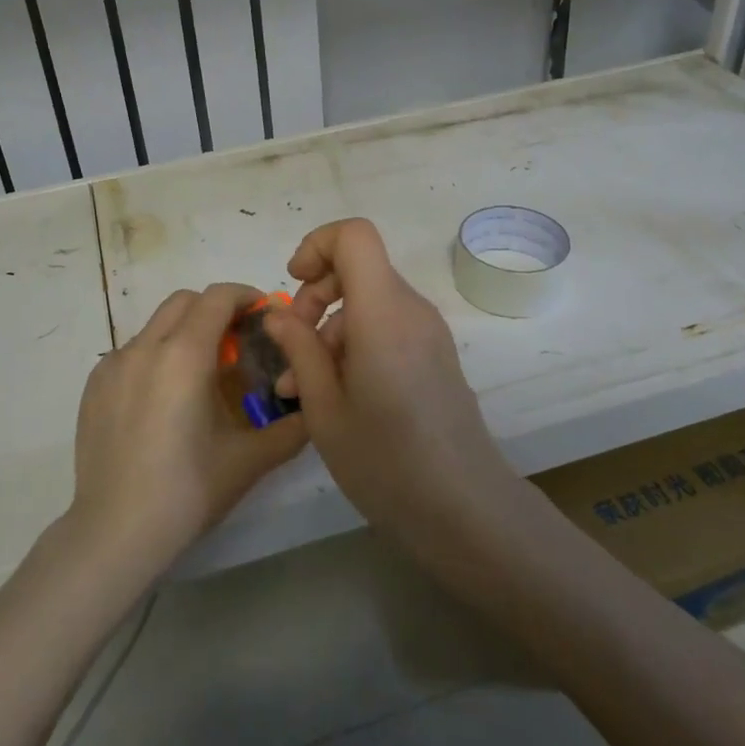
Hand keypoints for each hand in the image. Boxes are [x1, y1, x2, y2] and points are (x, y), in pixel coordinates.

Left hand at [68, 284, 308, 575]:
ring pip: (156, 326)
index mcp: (184, 355)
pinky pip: (132, 352)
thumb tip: (312, 404)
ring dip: (184, 333)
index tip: (263, 315)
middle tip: (236, 343)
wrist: (116, 532)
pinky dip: (155, 357)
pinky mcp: (94, 386)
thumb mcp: (251, 459)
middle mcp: (145, 347)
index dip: (245, 296)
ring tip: (199, 376)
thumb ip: (292, 427)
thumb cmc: (189, 491)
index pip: (218, 297)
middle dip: (214, 310)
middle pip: (185, 301)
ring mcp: (113, 365)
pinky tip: (163, 402)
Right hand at [263, 219, 522, 545]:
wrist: (465, 510)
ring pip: (369, 301)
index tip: (293, 284)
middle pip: (358, 268)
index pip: (355, 235)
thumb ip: (299, 349)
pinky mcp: (434, 355)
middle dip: (315, 296)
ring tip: (301, 387)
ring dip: (329, 329)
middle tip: (292, 347)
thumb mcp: (324, 407)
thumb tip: (279, 313)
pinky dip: (355, 344)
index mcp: (383, 311)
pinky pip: (387, 327)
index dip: (317, 245)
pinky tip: (335, 394)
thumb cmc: (386, 460)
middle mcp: (411, 309)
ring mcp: (427, 332)